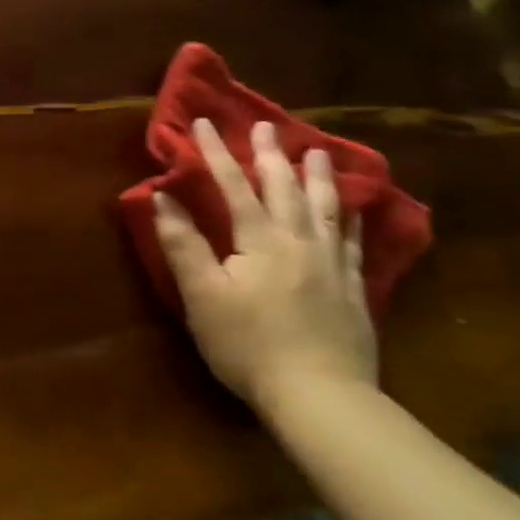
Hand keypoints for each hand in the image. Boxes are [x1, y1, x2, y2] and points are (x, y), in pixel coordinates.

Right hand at [153, 118, 375, 416]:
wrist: (320, 396)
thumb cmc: (248, 344)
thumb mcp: (201, 294)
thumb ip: (183, 243)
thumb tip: (162, 197)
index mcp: (260, 241)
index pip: (234, 187)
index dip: (215, 154)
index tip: (202, 123)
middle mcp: (300, 243)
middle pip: (285, 189)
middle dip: (270, 155)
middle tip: (265, 126)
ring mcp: (333, 266)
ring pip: (327, 209)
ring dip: (319, 177)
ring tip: (318, 151)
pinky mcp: (354, 290)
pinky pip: (356, 243)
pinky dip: (354, 219)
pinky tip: (357, 209)